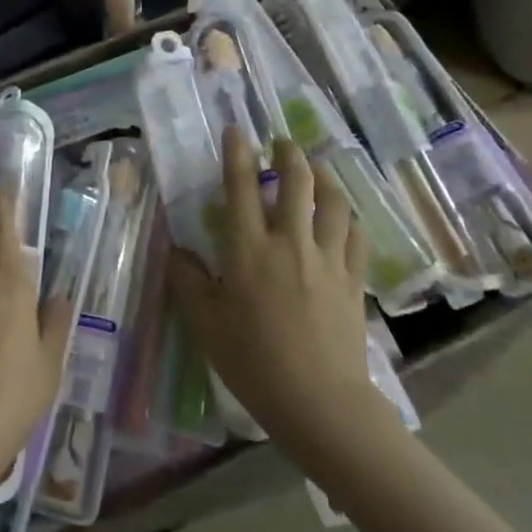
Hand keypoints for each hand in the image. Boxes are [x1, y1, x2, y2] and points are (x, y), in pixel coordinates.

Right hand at [167, 129, 380, 448]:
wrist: (318, 401)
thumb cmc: (253, 362)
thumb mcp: (206, 323)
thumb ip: (188, 281)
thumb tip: (177, 250)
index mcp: (249, 250)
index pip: (241, 188)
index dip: (237, 154)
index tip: (237, 130)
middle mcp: (290, 242)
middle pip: (297, 182)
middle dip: (290, 154)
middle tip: (283, 143)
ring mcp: (327, 258)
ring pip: (333, 202)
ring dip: (324, 178)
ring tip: (316, 170)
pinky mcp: (352, 279)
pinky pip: (354, 234)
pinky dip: (346, 216)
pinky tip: (342, 216)